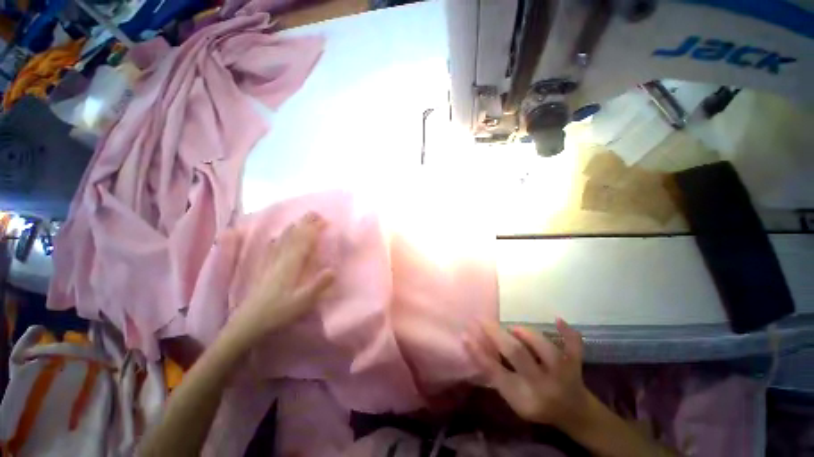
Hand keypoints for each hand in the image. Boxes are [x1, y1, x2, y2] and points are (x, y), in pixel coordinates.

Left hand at [224, 212, 334, 349]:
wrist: (248, 324)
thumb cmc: (278, 313)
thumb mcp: (302, 302)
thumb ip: (318, 285)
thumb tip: (333, 269)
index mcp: (291, 266)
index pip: (304, 242)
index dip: (313, 229)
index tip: (324, 219)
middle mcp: (281, 260)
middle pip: (294, 237)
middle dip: (304, 224)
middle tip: (314, 213)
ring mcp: (271, 264)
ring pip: (283, 241)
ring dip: (293, 228)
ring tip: (300, 220)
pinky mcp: (264, 270)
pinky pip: (272, 250)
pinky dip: (278, 240)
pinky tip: (276, 238)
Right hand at [463, 319, 590, 430]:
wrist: (574, 414)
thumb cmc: (537, 405)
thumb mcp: (513, 398)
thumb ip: (497, 375)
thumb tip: (476, 345)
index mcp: (523, 397)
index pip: (495, 372)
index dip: (478, 352)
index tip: (465, 334)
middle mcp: (542, 385)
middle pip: (517, 354)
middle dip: (496, 334)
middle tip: (481, 319)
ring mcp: (562, 374)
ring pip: (544, 347)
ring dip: (525, 333)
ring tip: (513, 329)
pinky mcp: (576, 365)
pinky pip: (575, 347)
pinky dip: (569, 333)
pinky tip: (558, 319)